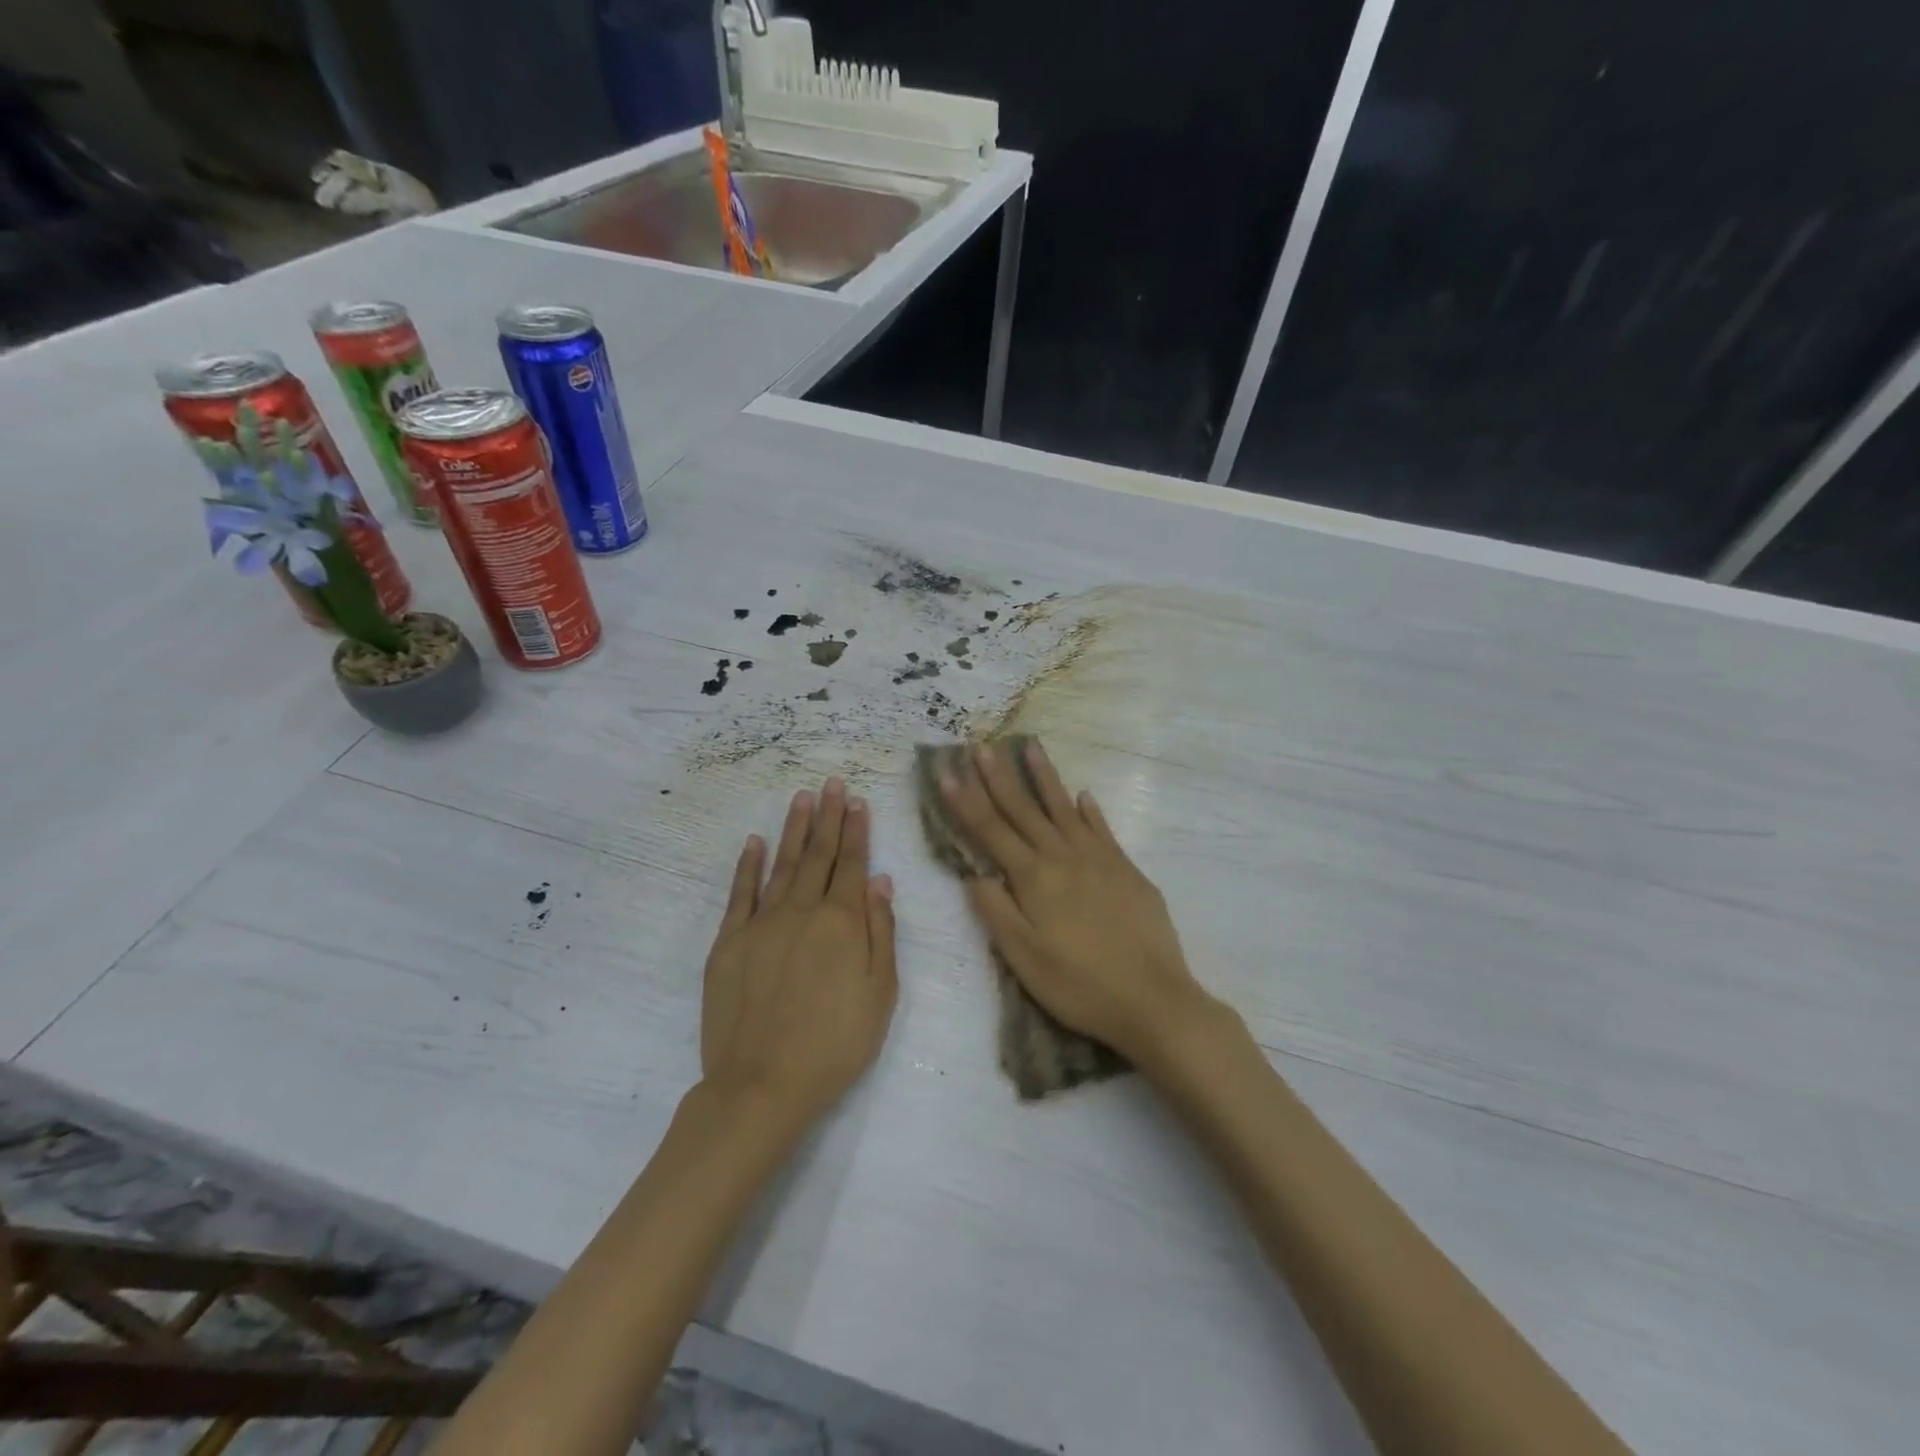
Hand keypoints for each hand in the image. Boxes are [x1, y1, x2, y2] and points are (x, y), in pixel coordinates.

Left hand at [701, 778, 897, 1127]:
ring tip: (801, 798)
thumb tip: (879, 880)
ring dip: (794, 829)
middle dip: (828, 817)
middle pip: (818, 855)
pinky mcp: (729, 942)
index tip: (857, 801)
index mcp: (843, 922)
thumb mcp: (881, 992)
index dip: (856, 831)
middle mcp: (802, 911)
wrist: (763, 1084)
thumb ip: (882, 931)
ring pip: (782, 864)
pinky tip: (755, 842)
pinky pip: (740, 893)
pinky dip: (748, 865)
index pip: (852, 864)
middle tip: (832, 783)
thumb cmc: (836, 1043)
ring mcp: (761, 924)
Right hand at [940, 741, 1213, 1067]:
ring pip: (1065, 809)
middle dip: (999, 777)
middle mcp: (1065, 858)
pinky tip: (1083, 795)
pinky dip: (1090, 811)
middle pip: (1024, 810)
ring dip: (1045, 778)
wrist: (1153, 1000)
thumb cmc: (1080, 985)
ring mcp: (1100, 860)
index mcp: (1035, 878)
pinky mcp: (1127, 870)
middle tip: (981, 746)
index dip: (966, 801)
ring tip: (1030, 748)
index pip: (991, 831)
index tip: (947, 771)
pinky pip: (1102, 829)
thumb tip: (975, 875)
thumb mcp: (1024, 959)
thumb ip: (997, 913)